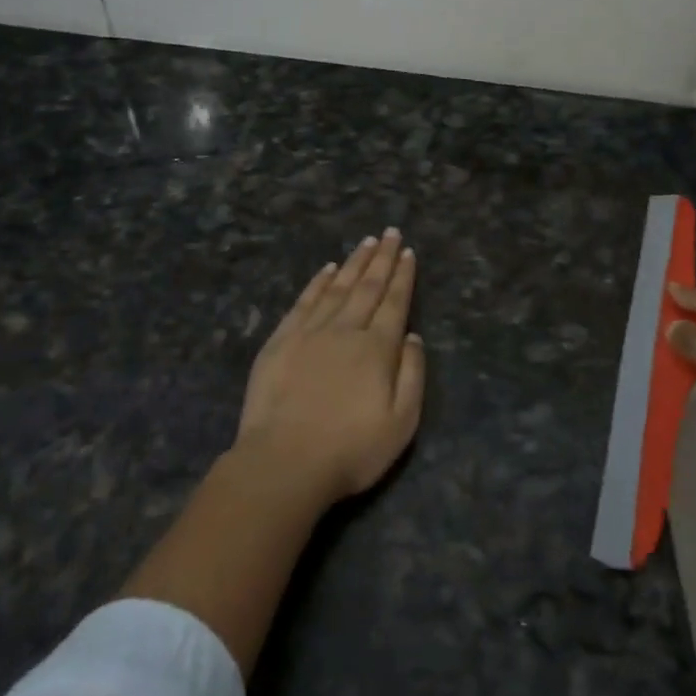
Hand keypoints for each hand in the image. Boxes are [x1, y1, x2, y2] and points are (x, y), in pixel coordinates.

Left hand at [235, 230, 425, 506]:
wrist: (284, 462)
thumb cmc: (350, 450)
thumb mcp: (401, 423)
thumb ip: (412, 375)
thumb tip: (413, 336)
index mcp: (377, 348)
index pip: (394, 303)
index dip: (403, 276)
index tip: (408, 252)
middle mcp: (346, 330)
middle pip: (368, 286)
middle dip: (382, 258)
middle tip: (391, 233)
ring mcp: (310, 332)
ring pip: (337, 287)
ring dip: (354, 262)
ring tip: (367, 242)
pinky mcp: (281, 341)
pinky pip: (305, 302)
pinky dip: (318, 282)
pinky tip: (327, 269)